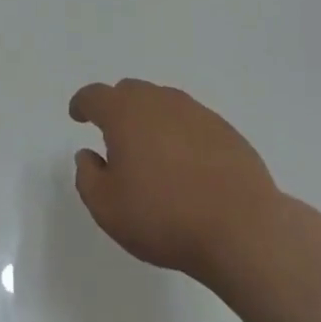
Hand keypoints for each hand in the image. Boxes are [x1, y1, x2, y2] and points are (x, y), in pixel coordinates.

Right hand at [69, 78, 280, 283]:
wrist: (243, 229)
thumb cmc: (165, 217)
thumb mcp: (107, 208)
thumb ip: (88, 177)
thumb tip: (89, 155)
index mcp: (125, 113)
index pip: (94, 96)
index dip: (82, 104)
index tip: (77, 115)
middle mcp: (159, 101)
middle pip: (130, 92)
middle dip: (116, 108)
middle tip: (114, 135)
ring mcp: (196, 112)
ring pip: (162, 103)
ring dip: (150, 119)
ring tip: (152, 152)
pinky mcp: (225, 130)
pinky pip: (191, 122)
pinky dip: (180, 135)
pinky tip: (187, 165)